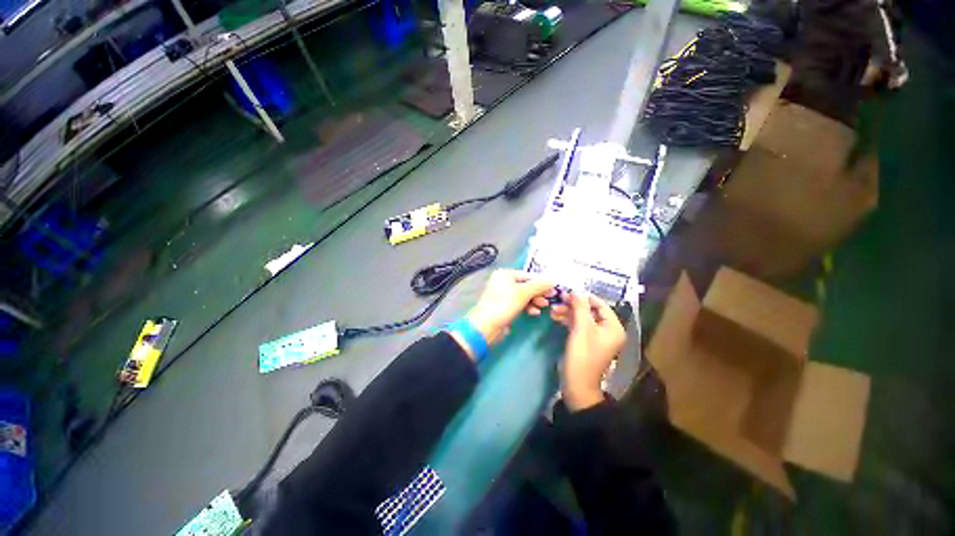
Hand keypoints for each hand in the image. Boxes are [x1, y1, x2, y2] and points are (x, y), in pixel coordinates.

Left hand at [462, 270, 555, 347]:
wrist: (487, 325)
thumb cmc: (505, 304)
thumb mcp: (524, 293)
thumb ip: (539, 285)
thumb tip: (553, 280)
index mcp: (505, 274)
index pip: (528, 275)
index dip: (541, 282)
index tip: (554, 289)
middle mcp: (503, 282)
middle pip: (526, 285)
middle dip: (538, 293)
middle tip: (550, 299)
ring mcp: (503, 295)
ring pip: (524, 296)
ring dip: (535, 301)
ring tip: (544, 307)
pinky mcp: (504, 307)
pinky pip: (519, 304)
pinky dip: (527, 307)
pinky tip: (534, 313)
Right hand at [550, 292, 626, 410]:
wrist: (577, 384)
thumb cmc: (583, 355)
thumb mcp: (581, 328)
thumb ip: (580, 307)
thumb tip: (576, 290)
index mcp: (613, 327)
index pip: (600, 305)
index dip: (585, 297)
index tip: (568, 292)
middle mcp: (607, 330)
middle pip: (590, 310)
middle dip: (573, 305)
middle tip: (558, 300)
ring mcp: (596, 336)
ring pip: (582, 317)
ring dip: (568, 312)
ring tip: (553, 310)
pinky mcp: (586, 341)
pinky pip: (578, 326)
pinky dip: (567, 321)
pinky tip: (555, 317)